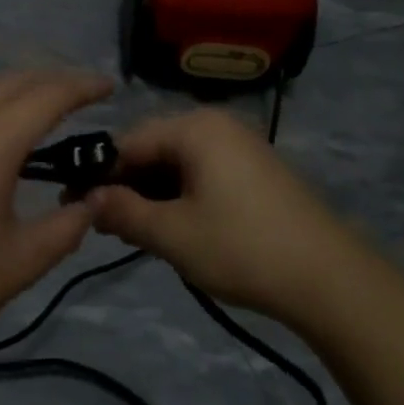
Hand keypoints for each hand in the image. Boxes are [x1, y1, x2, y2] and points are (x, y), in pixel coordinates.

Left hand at [0, 70, 113, 361]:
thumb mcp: (22, 261)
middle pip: (11, 83)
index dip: (82, 86)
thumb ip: (67, 226)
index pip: (47, 96)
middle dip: (51, 81)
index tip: (109, 85)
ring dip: (13, 87)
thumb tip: (91, 200)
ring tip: (35, 104)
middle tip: (81, 94)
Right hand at [88, 107, 373, 327]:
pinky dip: (180, 197)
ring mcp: (241, 147)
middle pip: (153, 149)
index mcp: (196, 128)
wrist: (331, 278)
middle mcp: (218, 125)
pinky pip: (202, 174)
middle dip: (125, 186)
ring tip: (134, 231)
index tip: (73, 205)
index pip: (128, 141)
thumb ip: (123, 212)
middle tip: (103, 224)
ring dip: (152, 195)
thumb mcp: (172, 234)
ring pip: (177, 164)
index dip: (98, 174)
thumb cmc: (243, 248)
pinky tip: (172, 228)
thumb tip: (87, 199)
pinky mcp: (256, 172)